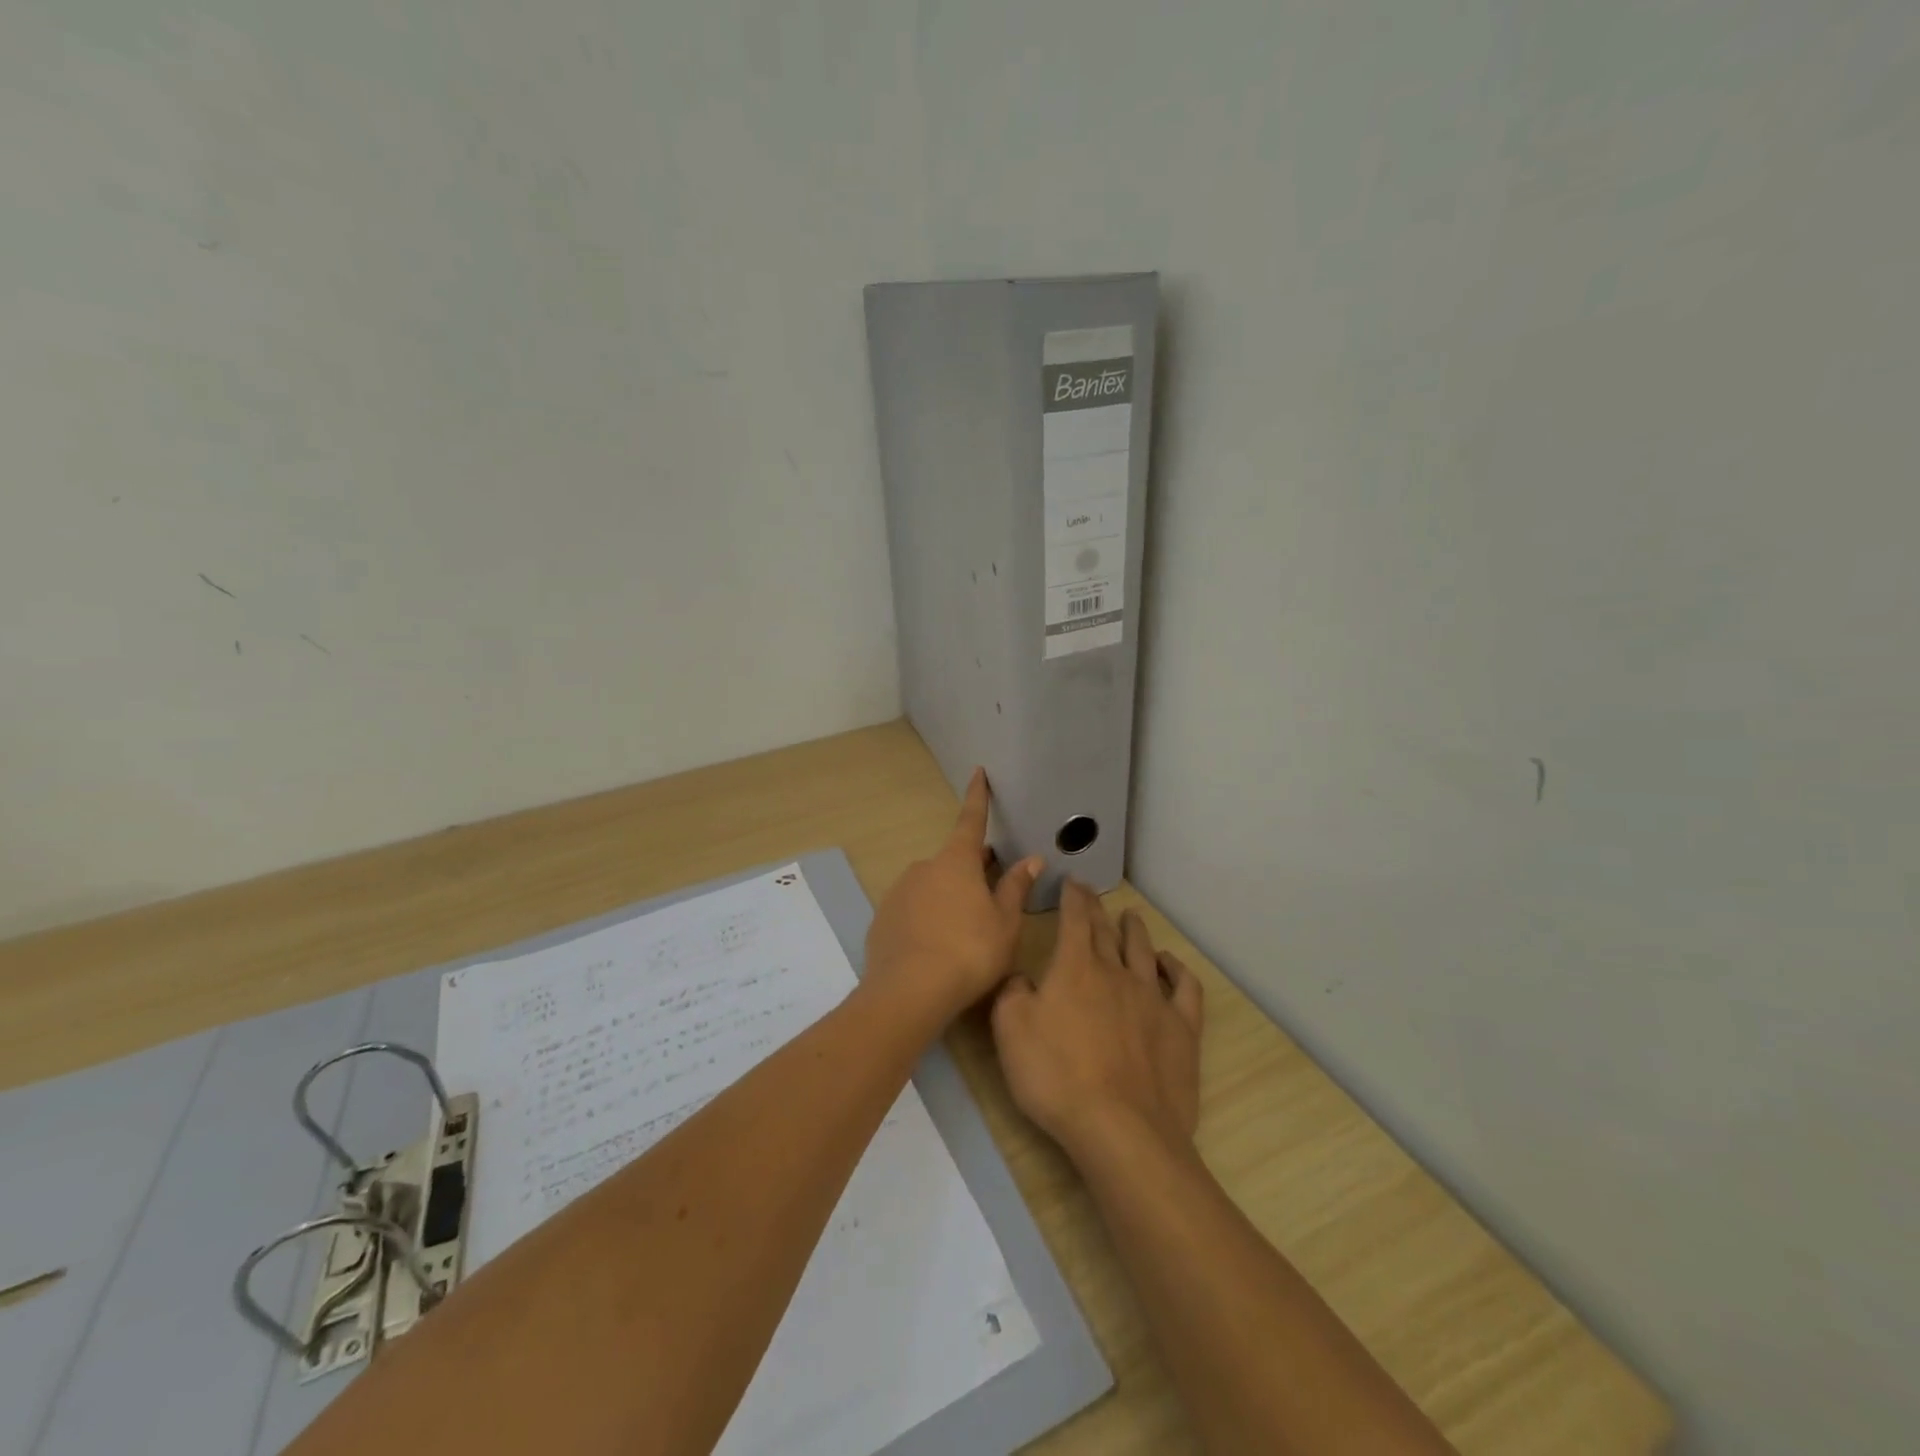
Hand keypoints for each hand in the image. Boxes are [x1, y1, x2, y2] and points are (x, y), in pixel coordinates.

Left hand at [863, 769, 1042, 1024]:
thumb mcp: (1004, 923)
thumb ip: (1015, 888)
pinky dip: (926, 919)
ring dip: (948, 898)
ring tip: (964, 934)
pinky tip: (936, 948)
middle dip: (972, 870)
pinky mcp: (882, 919)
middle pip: (953, 861)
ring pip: (932, 887)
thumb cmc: (969, 952)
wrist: (908, 992)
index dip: (977, 797)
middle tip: (991, 892)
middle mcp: (924, 868)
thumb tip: (1031, 858)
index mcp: (957, 862)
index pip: (971, 820)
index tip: (977, 772)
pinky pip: (912, 911)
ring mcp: (899, 892)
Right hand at [991, 881, 1203, 1164]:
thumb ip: (1012, 993)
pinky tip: (1170, 963)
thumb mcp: (1010, 1031)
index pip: (1074, 918)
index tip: (1071, 881)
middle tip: (1092, 894)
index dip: (1072, 896)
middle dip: (1097, 909)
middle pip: (1107, 931)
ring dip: (1135, 931)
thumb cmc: (1056, 1077)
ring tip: (1131, 917)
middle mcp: (1116, 972)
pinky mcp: (1181, 1028)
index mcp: (1075, 967)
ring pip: (1144, 951)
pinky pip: (1184, 987)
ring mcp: (1153, 998)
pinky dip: (1177, 969)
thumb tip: (1022, 977)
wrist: (1121, 1128)